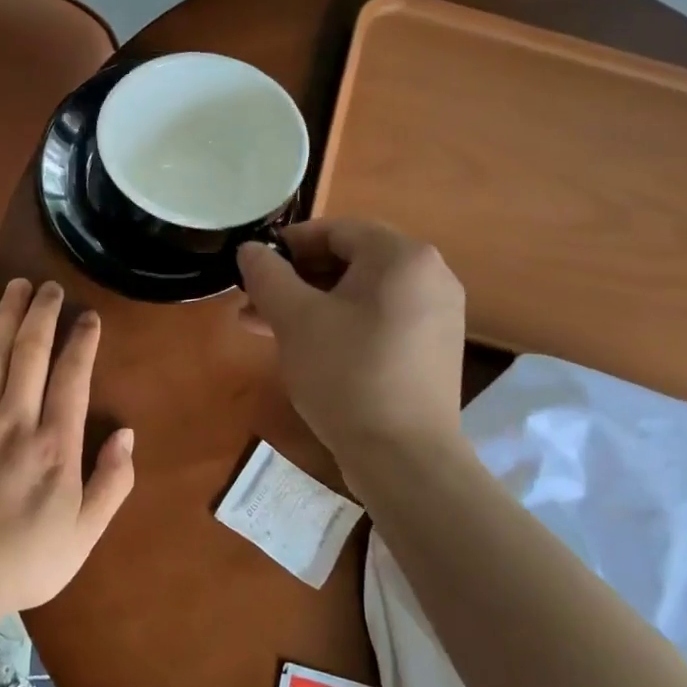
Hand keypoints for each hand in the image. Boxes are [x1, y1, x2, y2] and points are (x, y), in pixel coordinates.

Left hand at [0, 278, 134, 613]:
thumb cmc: (27, 561)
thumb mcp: (85, 534)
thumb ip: (112, 482)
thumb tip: (126, 434)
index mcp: (55, 448)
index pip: (71, 377)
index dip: (81, 341)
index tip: (87, 317)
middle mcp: (14, 424)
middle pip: (29, 352)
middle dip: (41, 313)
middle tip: (49, 286)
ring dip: (6, 315)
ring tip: (16, 287)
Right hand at [236, 218, 466, 460]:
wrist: (404, 457)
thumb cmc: (346, 374)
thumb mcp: (295, 319)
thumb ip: (267, 275)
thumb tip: (251, 250)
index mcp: (402, 257)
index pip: (336, 230)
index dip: (288, 244)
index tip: (253, 267)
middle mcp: (429, 276)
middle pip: (349, 261)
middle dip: (295, 280)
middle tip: (252, 302)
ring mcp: (436, 315)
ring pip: (360, 295)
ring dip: (310, 305)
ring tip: (264, 328)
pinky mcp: (431, 349)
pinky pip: (378, 320)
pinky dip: (340, 324)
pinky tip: (303, 347)